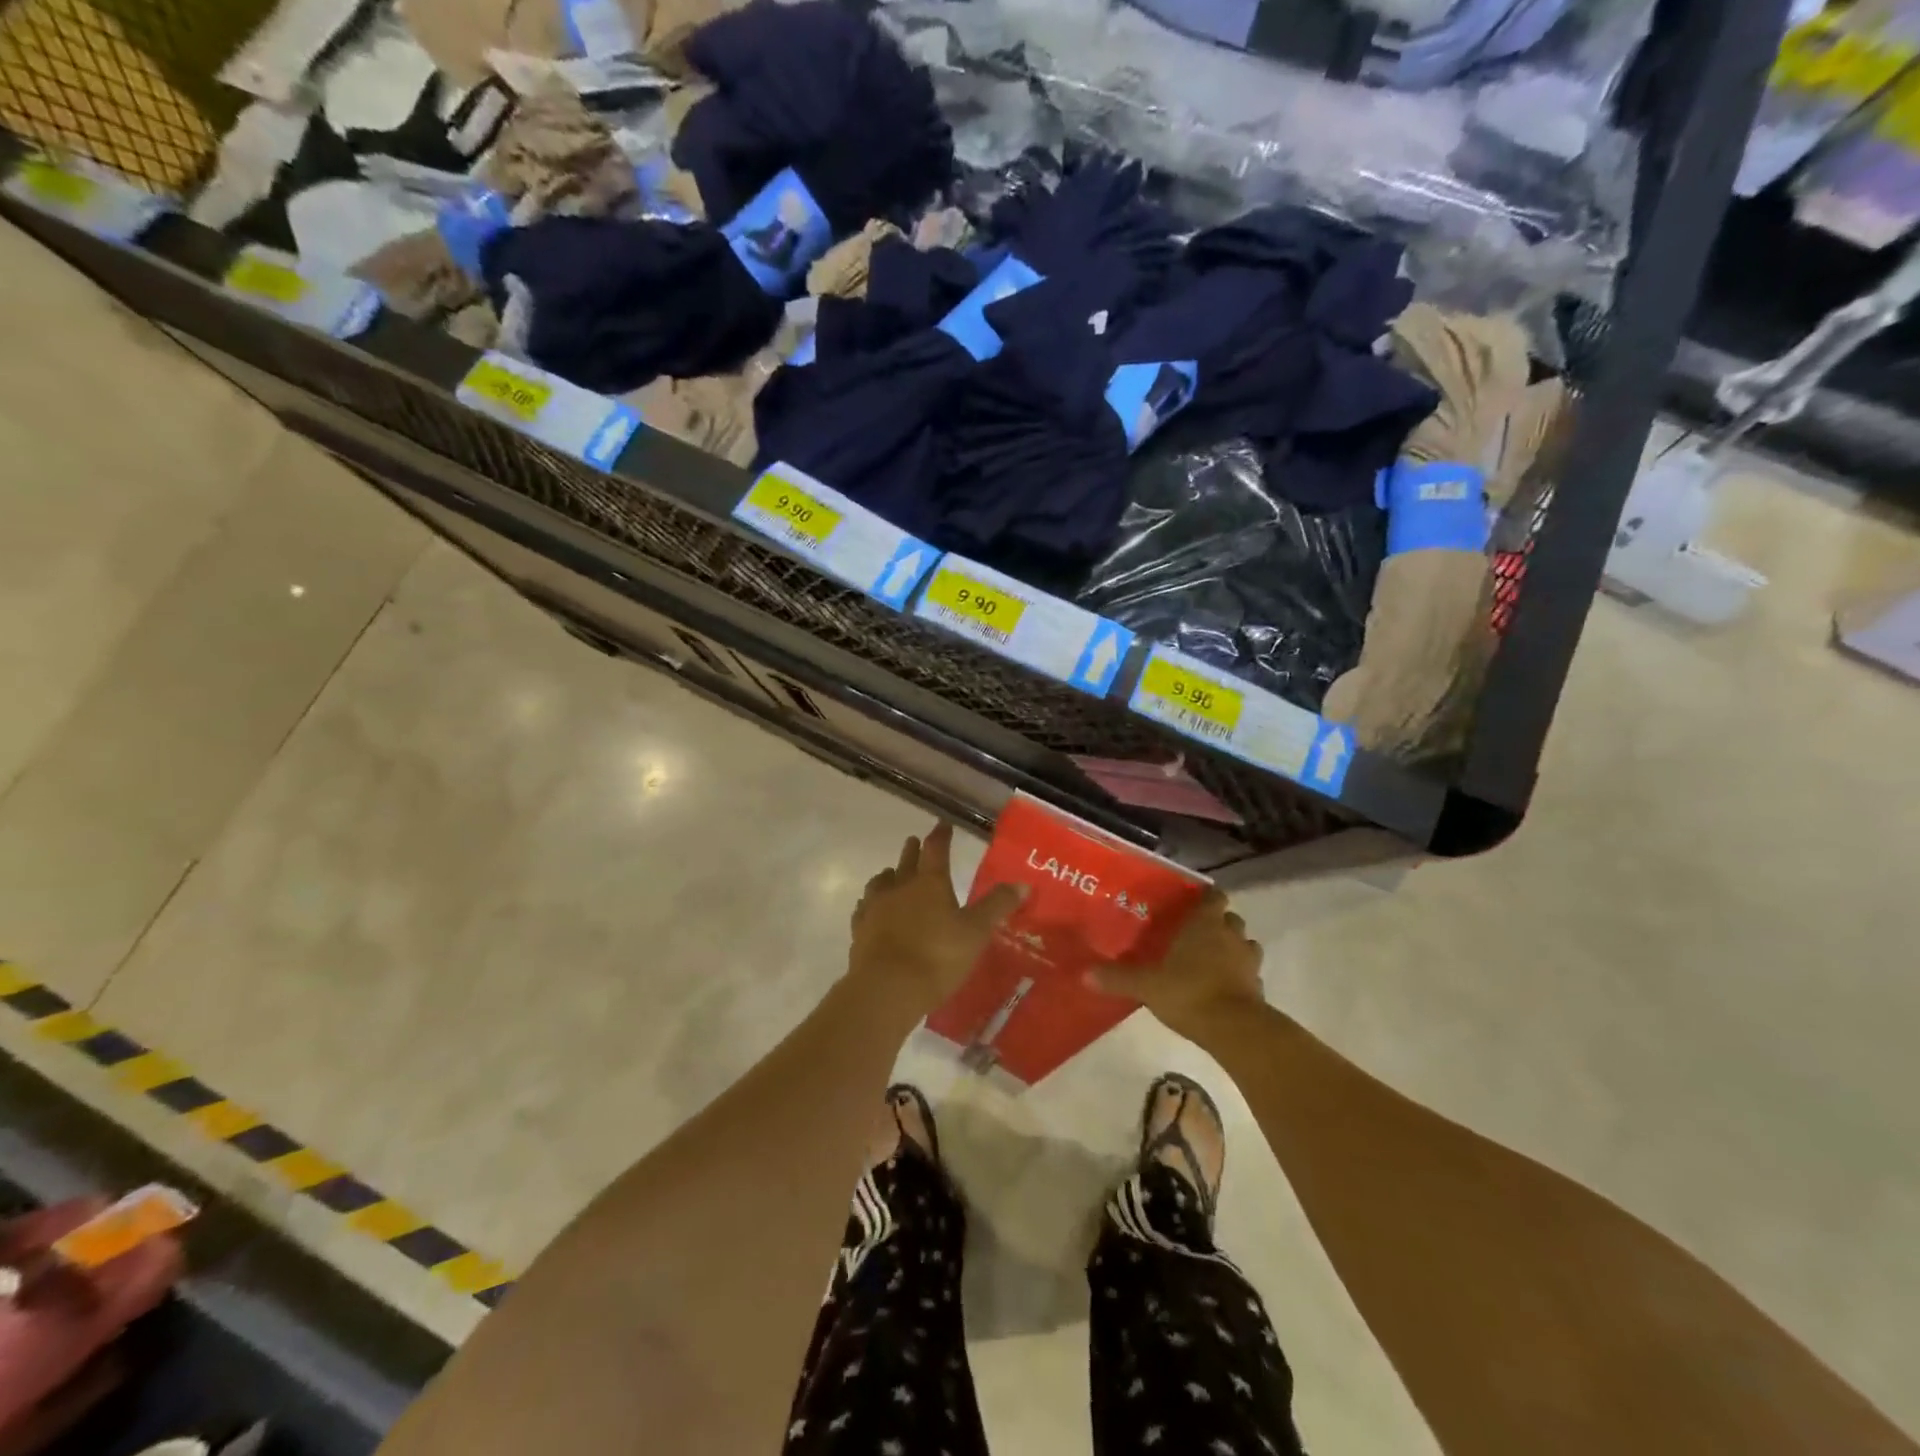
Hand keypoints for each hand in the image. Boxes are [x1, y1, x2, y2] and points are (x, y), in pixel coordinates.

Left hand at [848, 823, 1024, 1017]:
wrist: (886, 988)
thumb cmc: (937, 956)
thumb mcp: (976, 932)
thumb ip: (997, 906)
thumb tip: (1023, 883)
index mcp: (930, 883)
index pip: (936, 850)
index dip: (941, 836)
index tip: (942, 824)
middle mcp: (901, 887)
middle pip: (907, 862)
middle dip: (913, 851)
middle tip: (915, 842)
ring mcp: (876, 908)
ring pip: (881, 882)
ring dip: (889, 875)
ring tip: (891, 873)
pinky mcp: (859, 930)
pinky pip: (865, 908)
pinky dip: (870, 903)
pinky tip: (870, 908)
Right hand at [1090, 889, 1263, 1044]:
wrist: (1234, 1029)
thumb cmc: (1189, 992)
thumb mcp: (1146, 985)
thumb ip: (1118, 978)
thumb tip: (1085, 974)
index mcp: (1205, 924)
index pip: (1214, 896)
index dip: (1207, 897)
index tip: (1193, 902)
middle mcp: (1231, 936)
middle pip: (1231, 919)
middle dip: (1219, 923)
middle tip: (1198, 933)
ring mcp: (1248, 962)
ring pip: (1246, 944)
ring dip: (1234, 948)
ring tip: (1214, 959)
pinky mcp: (1258, 988)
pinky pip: (1250, 974)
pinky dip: (1240, 976)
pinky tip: (1224, 987)